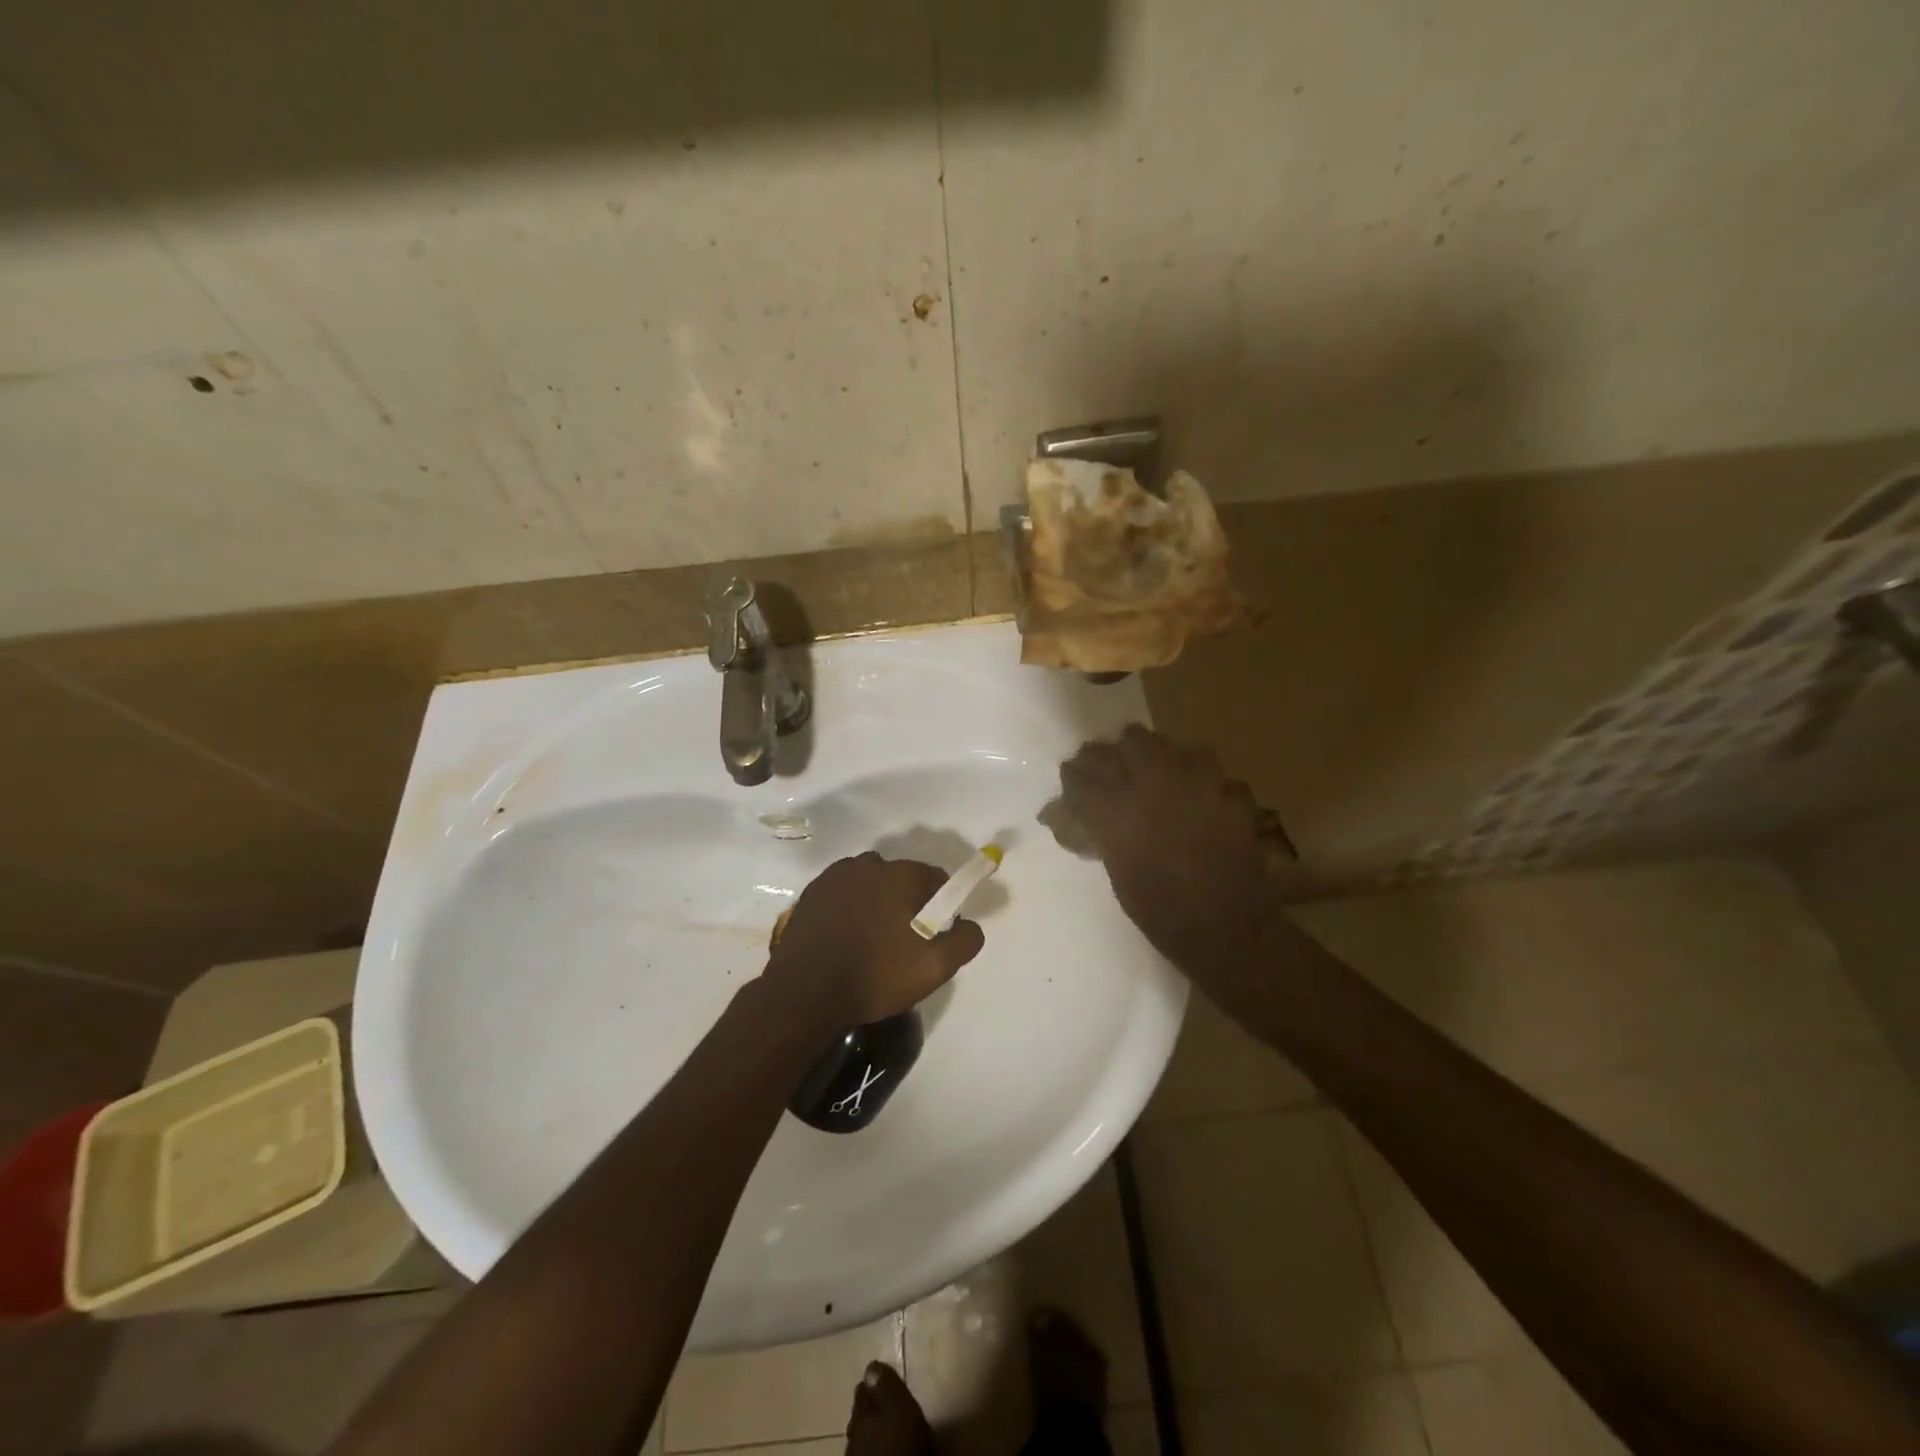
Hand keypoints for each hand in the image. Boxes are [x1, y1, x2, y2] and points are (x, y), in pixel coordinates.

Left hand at [766, 853, 984, 1027]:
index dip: (941, 906)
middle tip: (904, 944)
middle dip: (908, 904)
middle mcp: (868, 864)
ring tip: (872, 944)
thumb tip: (970, 924)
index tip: (935, 935)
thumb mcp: (934, 967)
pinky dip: (850, 910)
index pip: (936, 879)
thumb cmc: (875, 975)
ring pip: (871, 886)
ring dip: (877, 905)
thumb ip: (964, 940)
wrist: (804, 994)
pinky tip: (846, 941)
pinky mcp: (811, 893)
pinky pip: (844, 895)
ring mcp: (835, 876)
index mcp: (900, 874)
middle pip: (902, 880)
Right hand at [1059, 726, 1296, 978]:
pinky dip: (1207, 785)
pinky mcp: (1234, 796)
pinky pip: (1216, 776)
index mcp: (1117, 811)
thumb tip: (1060, 815)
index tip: (1074, 776)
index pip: (1083, 773)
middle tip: (1119, 768)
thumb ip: (1098, 833)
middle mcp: (1156, 786)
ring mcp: (1200, 786)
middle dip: (1121, 751)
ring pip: (1176, 746)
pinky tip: (1204, 801)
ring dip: (1165, 757)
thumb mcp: (1117, 873)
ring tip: (1162, 776)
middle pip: (1132, 740)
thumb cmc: (1160, 912)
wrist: (1225, 931)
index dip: (1076, 773)